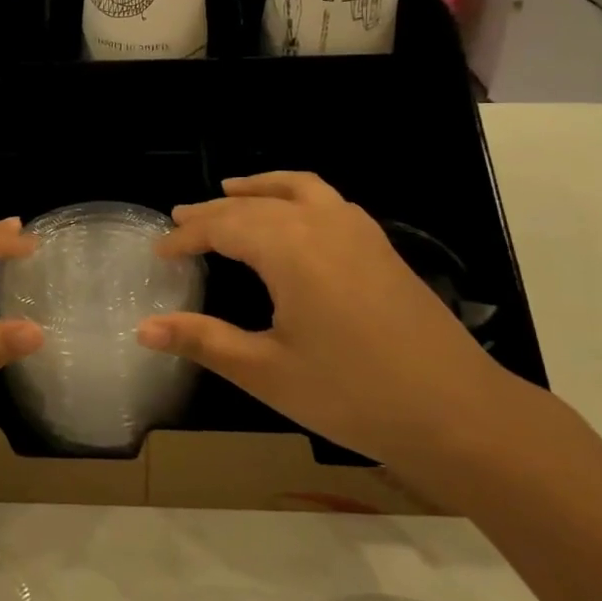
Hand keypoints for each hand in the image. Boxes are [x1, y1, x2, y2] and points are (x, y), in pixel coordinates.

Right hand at [136, 172, 529, 475]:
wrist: (458, 412)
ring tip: (232, 190)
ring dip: (259, 188)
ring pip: (297, 188)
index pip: (223, 226)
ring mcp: (358, 230)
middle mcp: (321, 223)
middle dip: (213, 211)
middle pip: (254, 204)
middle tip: (180, 221)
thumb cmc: (353, 394)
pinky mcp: (381, 245)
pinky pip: (328, 200)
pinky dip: (297, 194)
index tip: (159, 253)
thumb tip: (143, 329)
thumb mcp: (266, 372)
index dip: (186, 236)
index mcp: (289, 248)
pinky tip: (295, 218)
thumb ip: (203, 341)